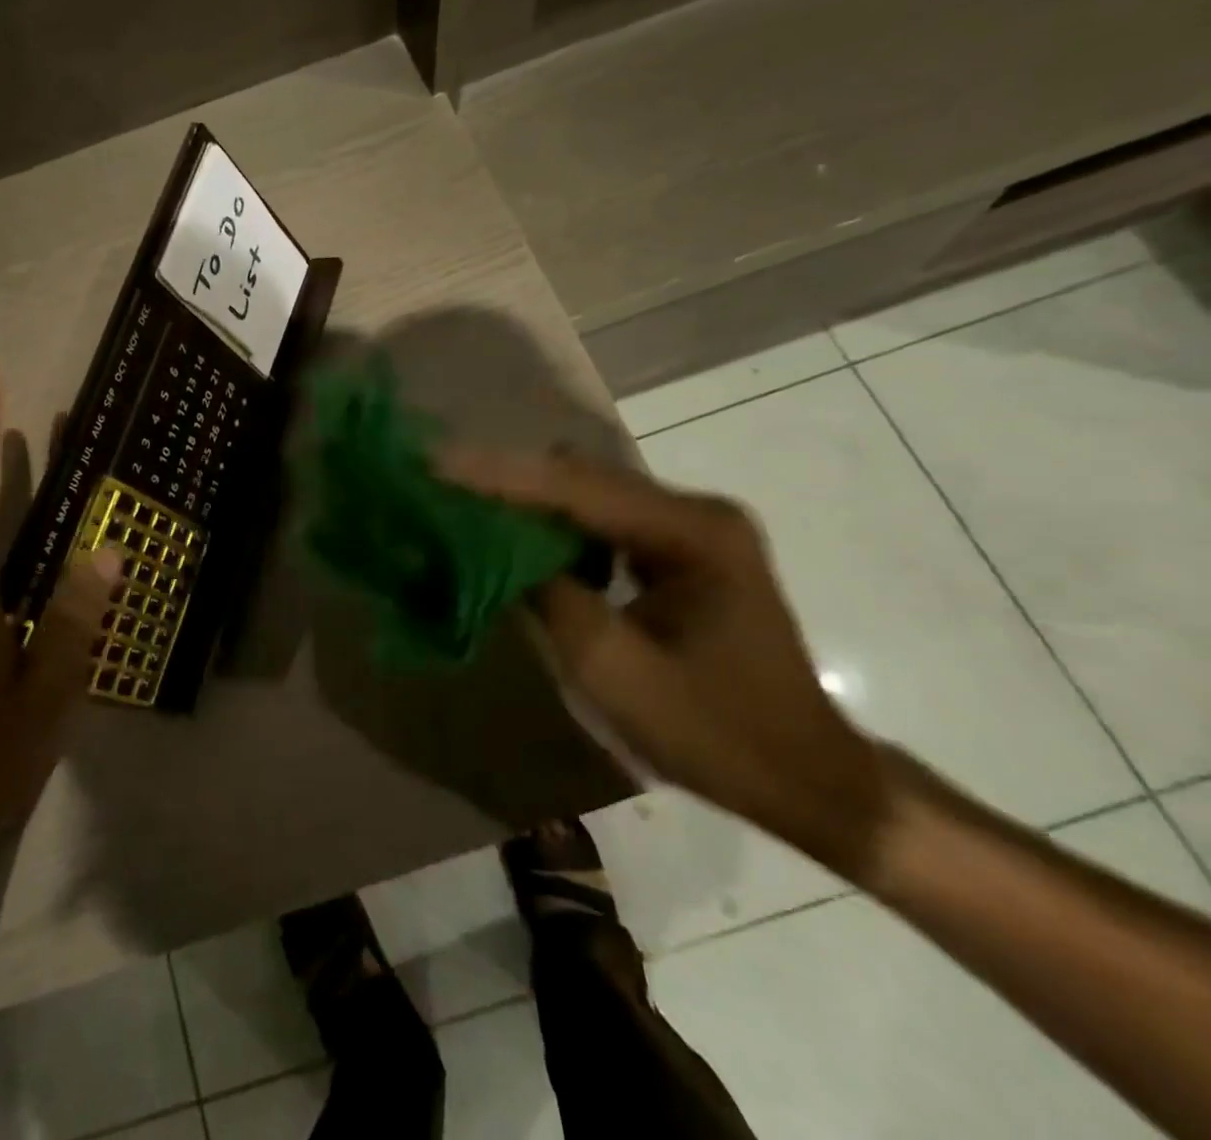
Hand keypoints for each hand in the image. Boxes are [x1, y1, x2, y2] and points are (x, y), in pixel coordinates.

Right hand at [441, 449, 891, 875]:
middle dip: (507, 482)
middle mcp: (695, 512)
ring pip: (587, 495)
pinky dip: (555, 527)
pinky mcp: (682, 550)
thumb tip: (489, 546)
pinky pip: (602, 521)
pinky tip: (522, 545)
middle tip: (439, 487)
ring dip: (528, 503)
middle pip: (581, 479)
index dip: (498, 475)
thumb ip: (546, 595)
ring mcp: (692, 528)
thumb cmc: (715, 734)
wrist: (807, 779)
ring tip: (466, 510)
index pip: (575, 488)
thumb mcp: (613, 671)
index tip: (434, 462)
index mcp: (692, 534)